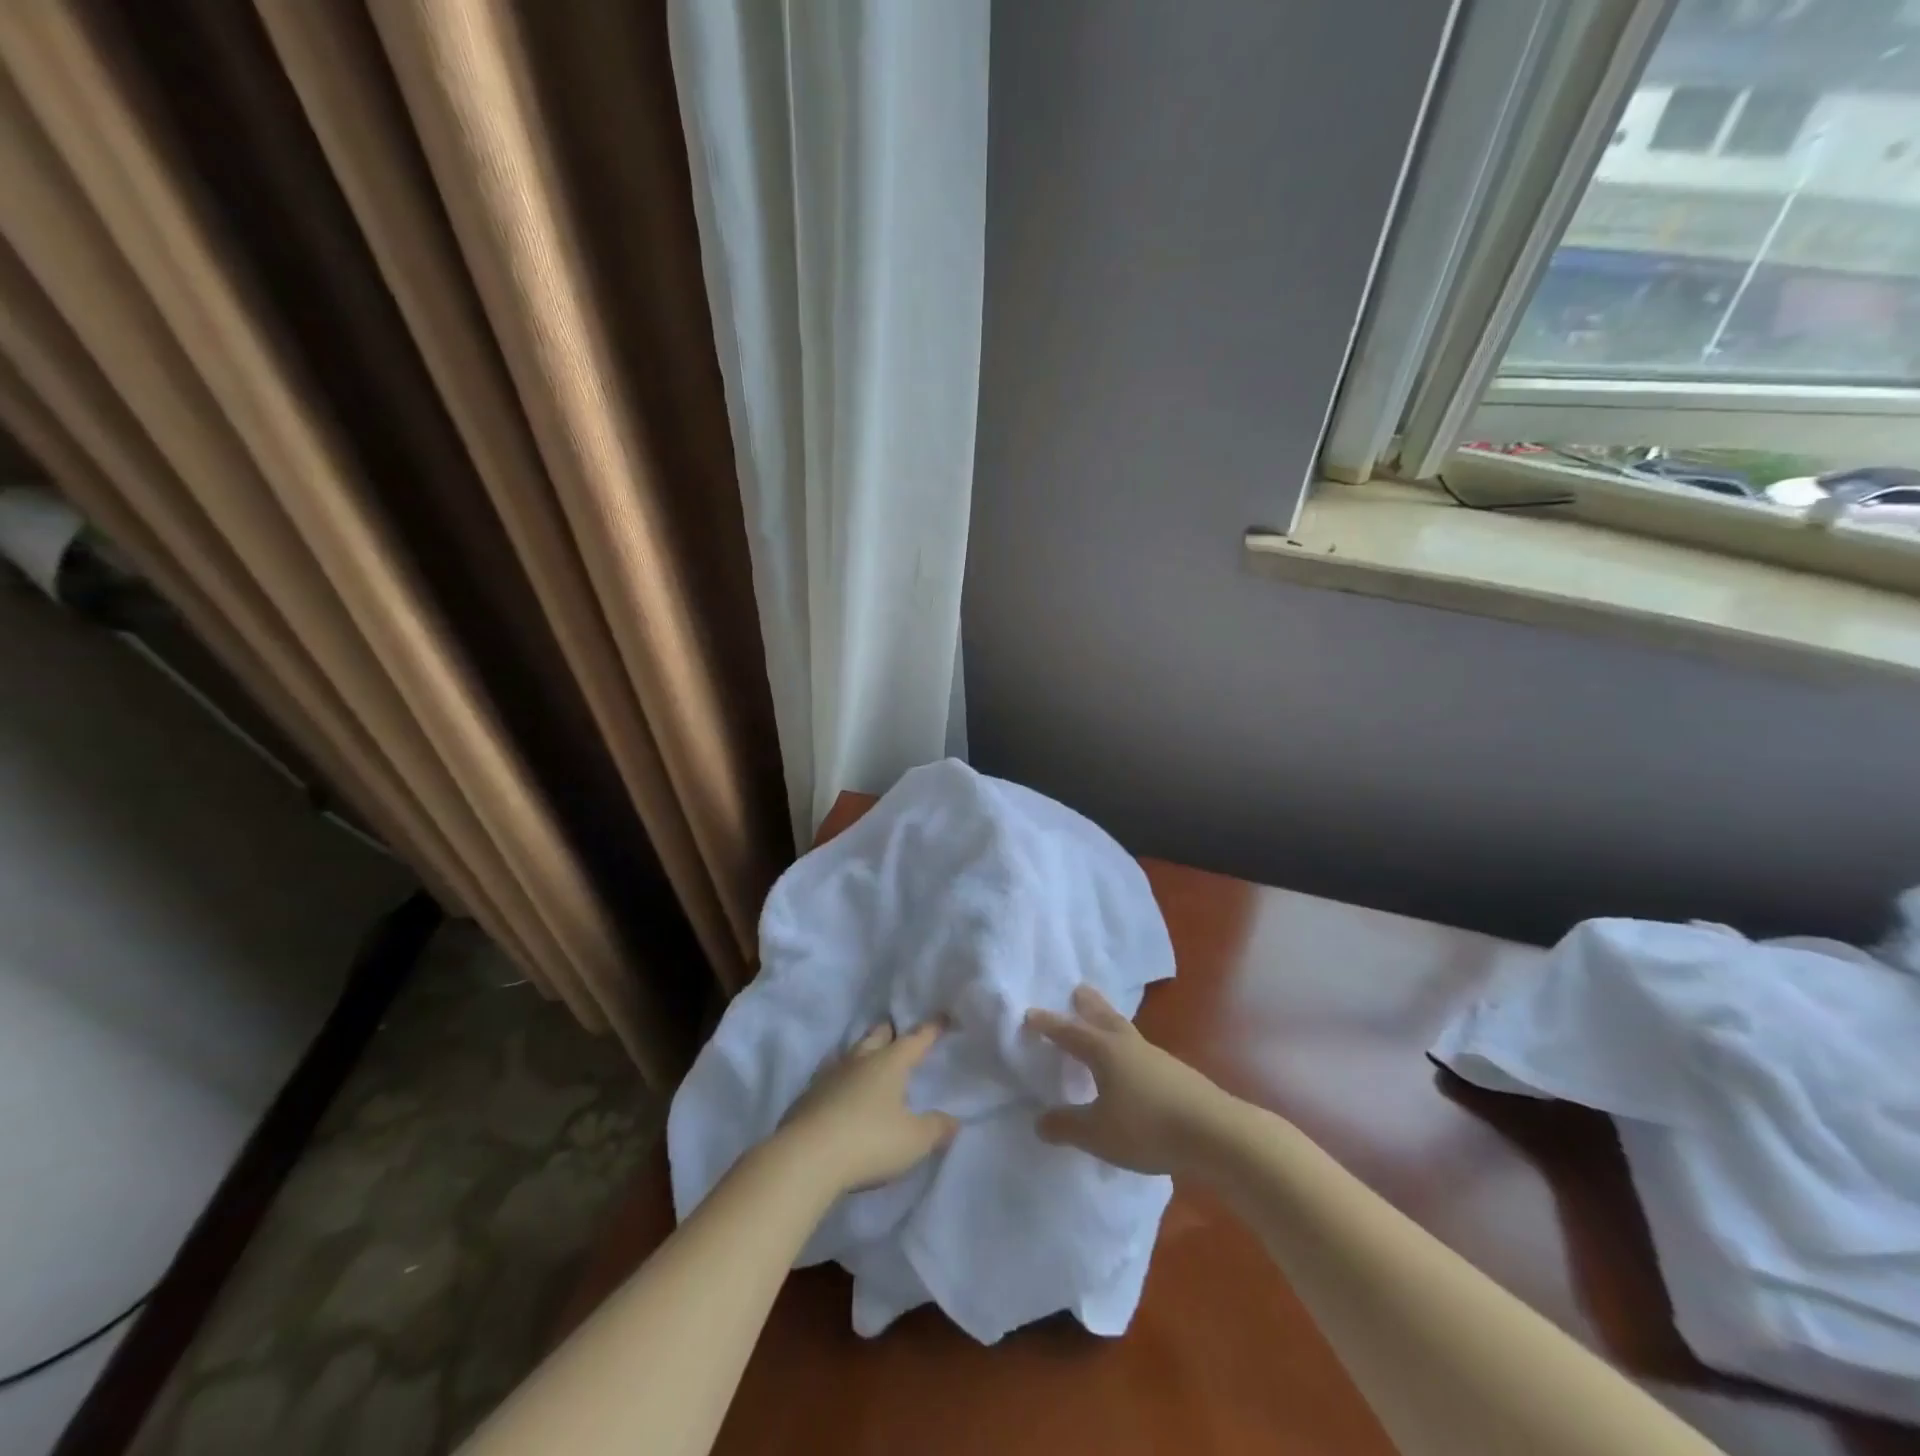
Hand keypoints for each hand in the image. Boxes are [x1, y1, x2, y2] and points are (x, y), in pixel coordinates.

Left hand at [777, 1021, 958, 1196]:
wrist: (806, 1157)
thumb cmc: (869, 1141)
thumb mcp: (914, 1140)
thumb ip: (936, 1128)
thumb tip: (954, 1120)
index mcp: (889, 1063)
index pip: (916, 1039)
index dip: (931, 1029)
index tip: (942, 1017)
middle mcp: (860, 1061)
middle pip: (877, 1037)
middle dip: (889, 1033)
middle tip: (897, 1032)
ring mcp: (829, 1076)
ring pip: (850, 1054)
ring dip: (862, 1053)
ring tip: (868, 1058)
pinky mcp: (808, 1097)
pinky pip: (829, 1078)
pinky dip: (840, 1080)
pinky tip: (840, 1091)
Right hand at [1025, 985, 1226, 1175]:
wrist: (1216, 1133)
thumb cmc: (1148, 1128)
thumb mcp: (1099, 1134)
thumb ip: (1067, 1127)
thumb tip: (1040, 1121)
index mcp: (1104, 1052)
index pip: (1069, 1033)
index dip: (1048, 1025)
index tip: (1030, 1014)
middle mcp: (1128, 1045)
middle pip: (1104, 1017)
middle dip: (1088, 1005)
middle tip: (1078, 989)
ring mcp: (1156, 1057)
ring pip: (1125, 1031)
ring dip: (1110, 1020)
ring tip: (1103, 1019)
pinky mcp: (1176, 1074)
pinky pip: (1142, 1051)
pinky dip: (1128, 1047)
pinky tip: (1132, 1062)